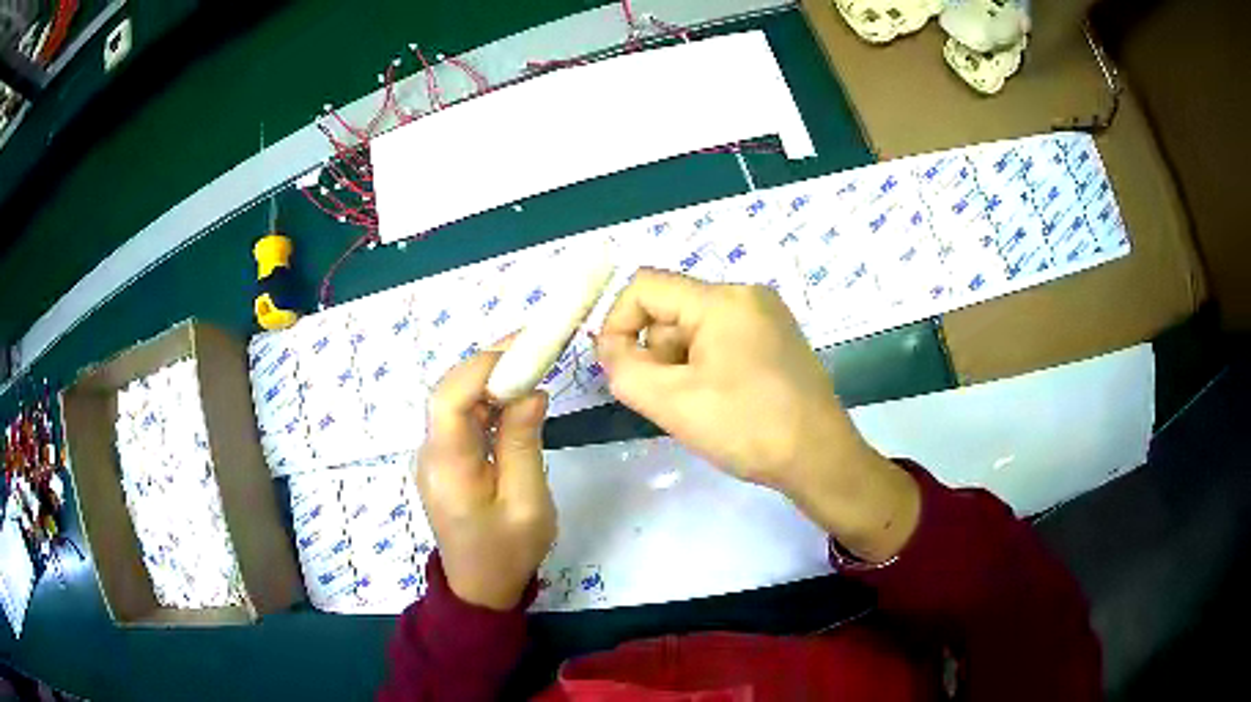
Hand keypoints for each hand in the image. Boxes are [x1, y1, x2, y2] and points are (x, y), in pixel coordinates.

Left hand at [416, 346, 554, 609]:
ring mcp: (433, 456)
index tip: (525, 350)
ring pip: (454, 401)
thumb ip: (523, 443)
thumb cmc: (508, 552)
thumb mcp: (527, 503)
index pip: (449, 399)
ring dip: (489, 378)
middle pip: (449, 393)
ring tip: (531, 363)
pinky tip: (514, 397)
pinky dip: (486, 400)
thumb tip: (530, 390)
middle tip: (535, 347)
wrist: (480, 587)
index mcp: (448, 467)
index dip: (482, 367)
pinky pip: (461, 418)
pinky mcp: (444, 460)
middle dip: (490, 364)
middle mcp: (431, 453)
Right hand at [596, 269, 919, 561]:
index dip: (617, 323)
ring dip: (680, 364)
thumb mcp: (672, 402)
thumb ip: (624, 369)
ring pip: (695, 328)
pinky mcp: (777, 339)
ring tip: (697, 407)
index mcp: (723, 299)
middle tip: (667, 400)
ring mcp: (767, 316)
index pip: (645, 287)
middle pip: (672, 309)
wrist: (820, 458)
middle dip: (656, 353)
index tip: (617, 369)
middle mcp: (747, 295)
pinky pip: (721, 340)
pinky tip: (719, 402)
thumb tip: (610, 347)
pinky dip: (705, 367)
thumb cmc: (747, 427)